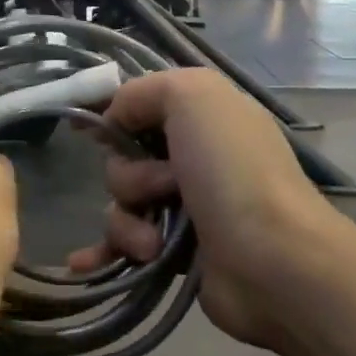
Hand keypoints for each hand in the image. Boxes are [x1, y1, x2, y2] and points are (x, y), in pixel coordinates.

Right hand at [68, 67, 337, 351]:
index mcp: (204, 117)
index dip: (111, 113)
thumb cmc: (232, 170)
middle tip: (164, 187)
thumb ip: (143, 91)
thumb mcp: (193, 97)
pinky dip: (104, 252)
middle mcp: (195, 158)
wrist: (273, 261)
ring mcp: (185, 207)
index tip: (83, 128)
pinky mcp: (176, 251)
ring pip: (121, 204)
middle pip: (124, 158)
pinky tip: (81, 265)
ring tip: (155, 242)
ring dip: (127, 221)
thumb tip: (114, 118)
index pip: (143, 105)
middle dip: (129, 175)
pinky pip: (124, 244)